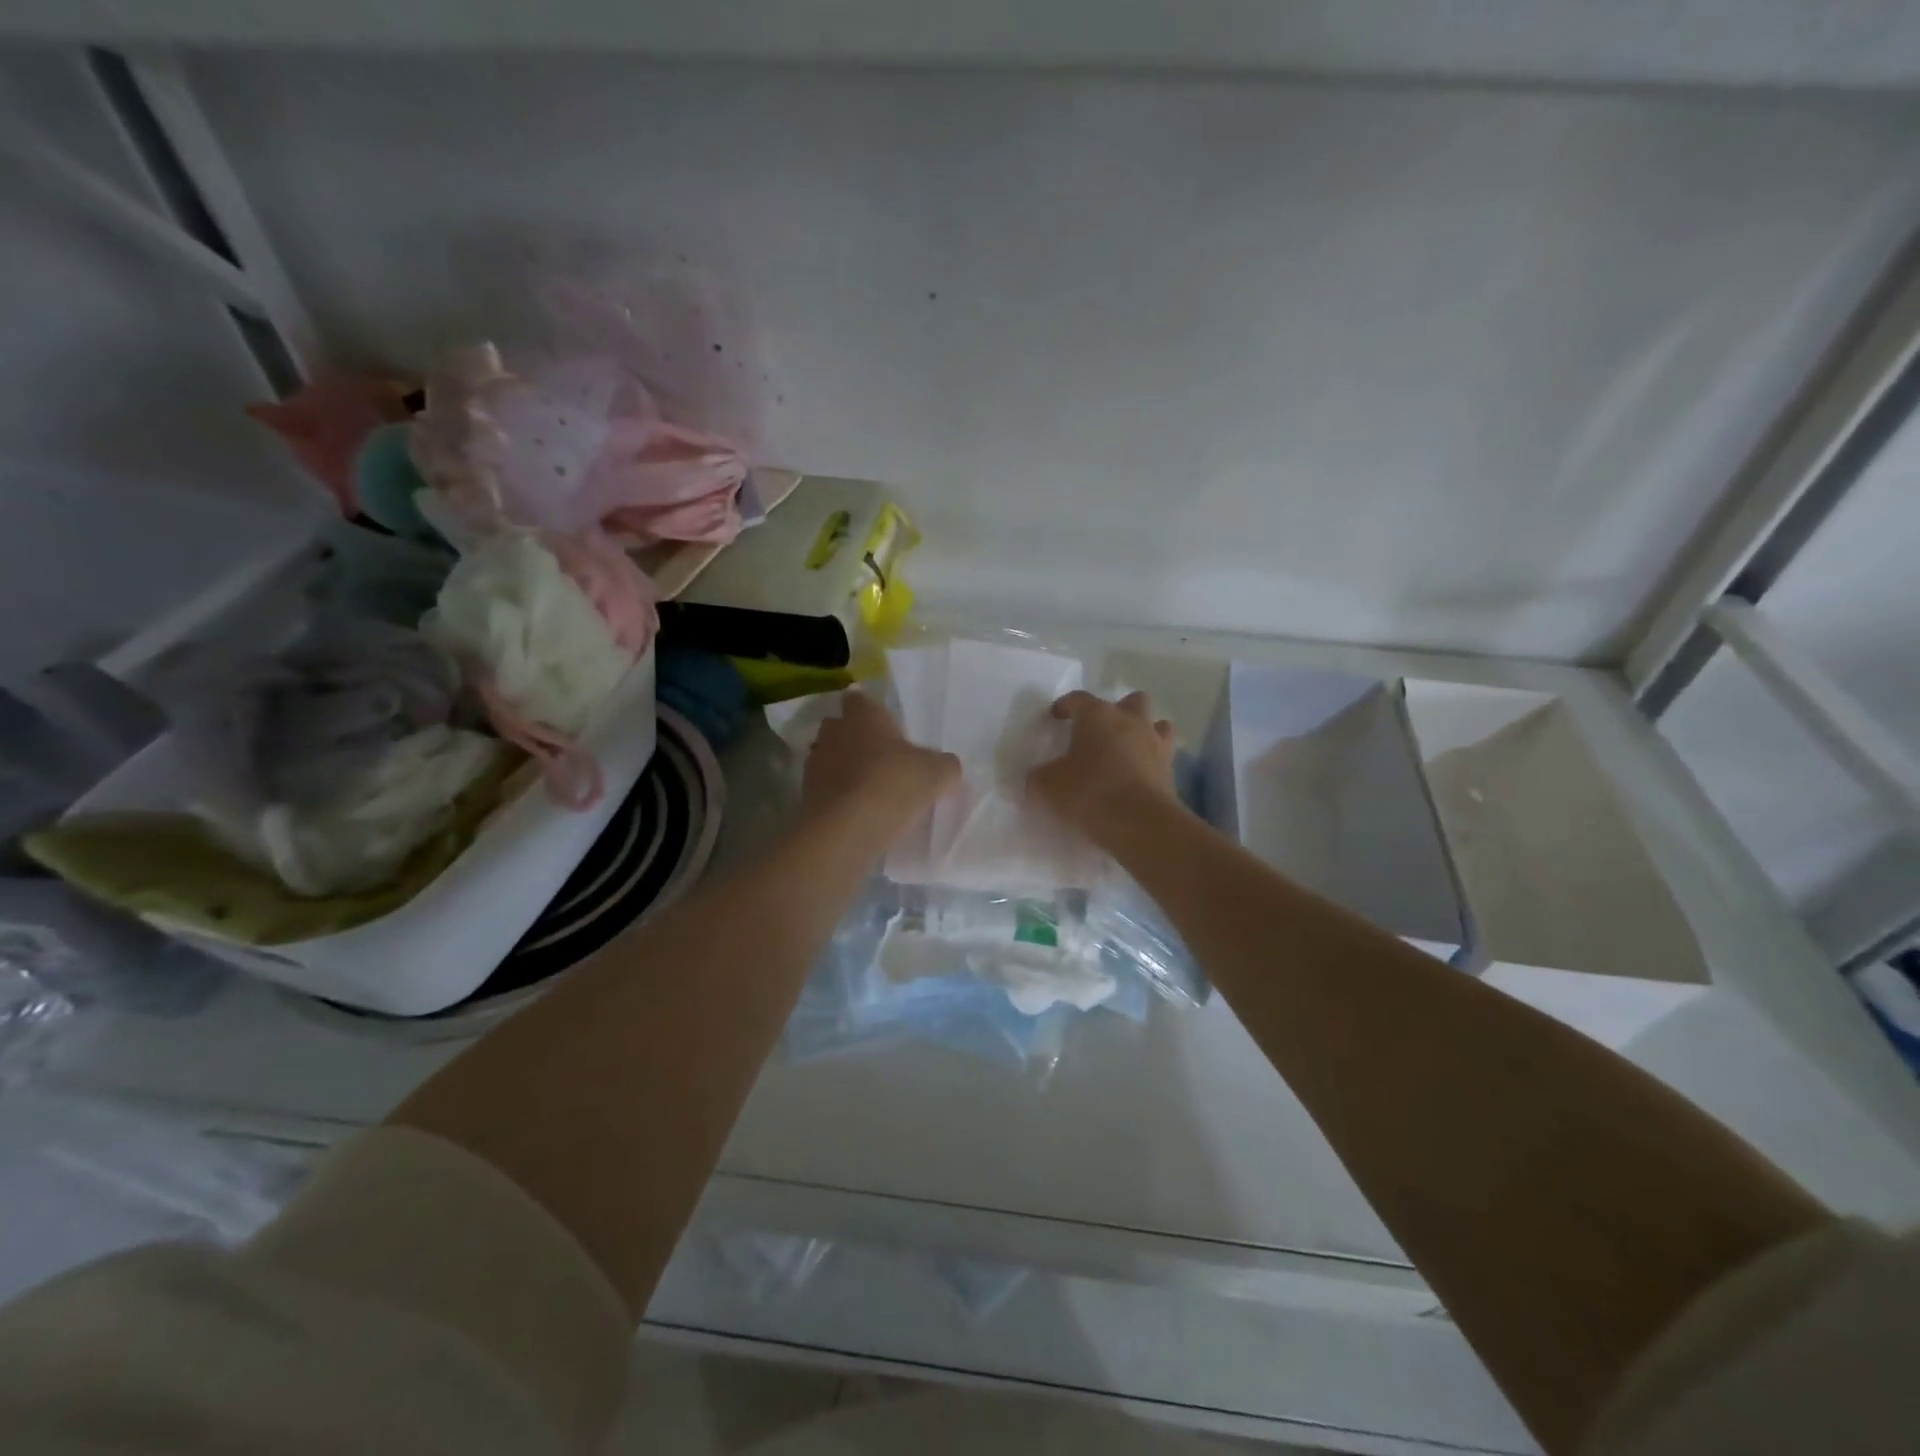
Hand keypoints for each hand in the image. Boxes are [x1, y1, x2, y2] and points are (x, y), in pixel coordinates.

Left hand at [803, 691, 959, 830]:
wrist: (845, 831)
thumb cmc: (892, 785)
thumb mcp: (936, 774)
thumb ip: (945, 765)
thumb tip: (947, 767)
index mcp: (863, 716)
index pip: (858, 698)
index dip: (869, 708)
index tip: (883, 723)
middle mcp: (834, 733)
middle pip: (840, 727)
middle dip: (855, 737)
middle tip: (880, 755)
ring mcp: (815, 764)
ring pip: (830, 757)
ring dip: (844, 767)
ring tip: (868, 786)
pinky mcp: (806, 795)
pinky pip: (825, 787)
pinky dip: (837, 794)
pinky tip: (857, 810)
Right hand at [1027, 691, 1179, 849]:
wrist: (1140, 822)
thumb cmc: (1089, 792)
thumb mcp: (1048, 786)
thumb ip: (1040, 777)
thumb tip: (1038, 777)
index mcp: (1097, 715)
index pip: (1079, 699)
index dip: (1066, 706)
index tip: (1056, 716)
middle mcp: (1130, 720)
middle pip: (1130, 701)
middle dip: (1118, 711)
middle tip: (1101, 732)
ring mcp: (1155, 743)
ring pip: (1156, 724)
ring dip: (1143, 732)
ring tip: (1127, 751)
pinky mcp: (1171, 769)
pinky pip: (1163, 756)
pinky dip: (1152, 761)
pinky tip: (1139, 776)